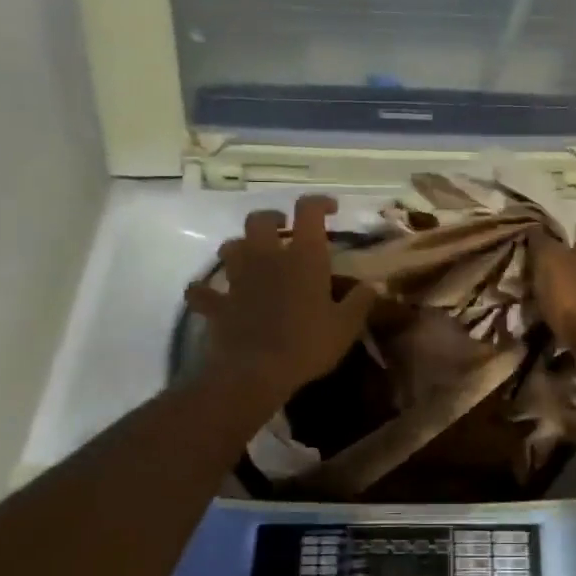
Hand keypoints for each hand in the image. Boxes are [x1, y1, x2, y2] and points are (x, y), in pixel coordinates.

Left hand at [186, 196, 378, 407]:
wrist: (255, 373)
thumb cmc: (307, 344)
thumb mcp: (346, 326)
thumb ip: (360, 301)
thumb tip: (373, 285)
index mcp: (303, 257)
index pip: (308, 211)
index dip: (319, 203)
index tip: (330, 210)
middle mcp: (267, 258)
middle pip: (260, 220)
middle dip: (272, 220)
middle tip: (285, 232)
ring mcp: (238, 279)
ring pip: (229, 247)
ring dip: (240, 247)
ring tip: (252, 259)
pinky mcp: (218, 304)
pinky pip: (201, 292)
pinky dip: (204, 291)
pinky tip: (209, 295)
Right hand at [527, 230, 575, 359]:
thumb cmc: (575, 296)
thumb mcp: (548, 260)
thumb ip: (540, 242)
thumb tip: (534, 228)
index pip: (571, 245)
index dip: (550, 257)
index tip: (532, 272)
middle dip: (559, 284)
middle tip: (535, 298)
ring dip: (566, 307)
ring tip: (543, 321)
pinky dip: (575, 326)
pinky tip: (559, 336)